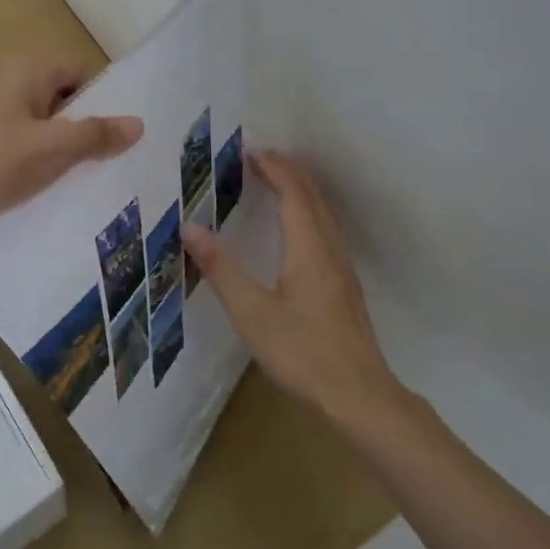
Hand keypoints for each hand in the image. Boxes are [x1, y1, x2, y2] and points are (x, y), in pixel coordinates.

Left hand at [0, 55, 142, 229]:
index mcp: (25, 71)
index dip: (102, 101)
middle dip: (82, 127)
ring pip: (38, 123)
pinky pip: (16, 141)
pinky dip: (32, 158)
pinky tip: (42, 186)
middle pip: (60, 98)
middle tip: (107, 161)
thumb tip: (138, 124)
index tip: (119, 135)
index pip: (79, 73)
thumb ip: (96, 136)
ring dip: (58, 146)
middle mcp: (4, 80)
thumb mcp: (52, 150)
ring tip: (80, 178)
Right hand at [182, 149, 399, 419]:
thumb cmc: (302, 352)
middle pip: (313, 197)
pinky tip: (296, 230)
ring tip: (275, 183)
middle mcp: (330, 250)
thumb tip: (190, 227)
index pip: (294, 193)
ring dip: (300, 191)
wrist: (359, 396)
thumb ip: (221, 269)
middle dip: (288, 171)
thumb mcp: (252, 313)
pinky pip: (326, 231)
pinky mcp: (345, 287)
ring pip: (324, 214)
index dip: (275, 168)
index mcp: (309, 248)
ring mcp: (342, 269)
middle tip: (259, 159)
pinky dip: (307, 212)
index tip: (251, 152)